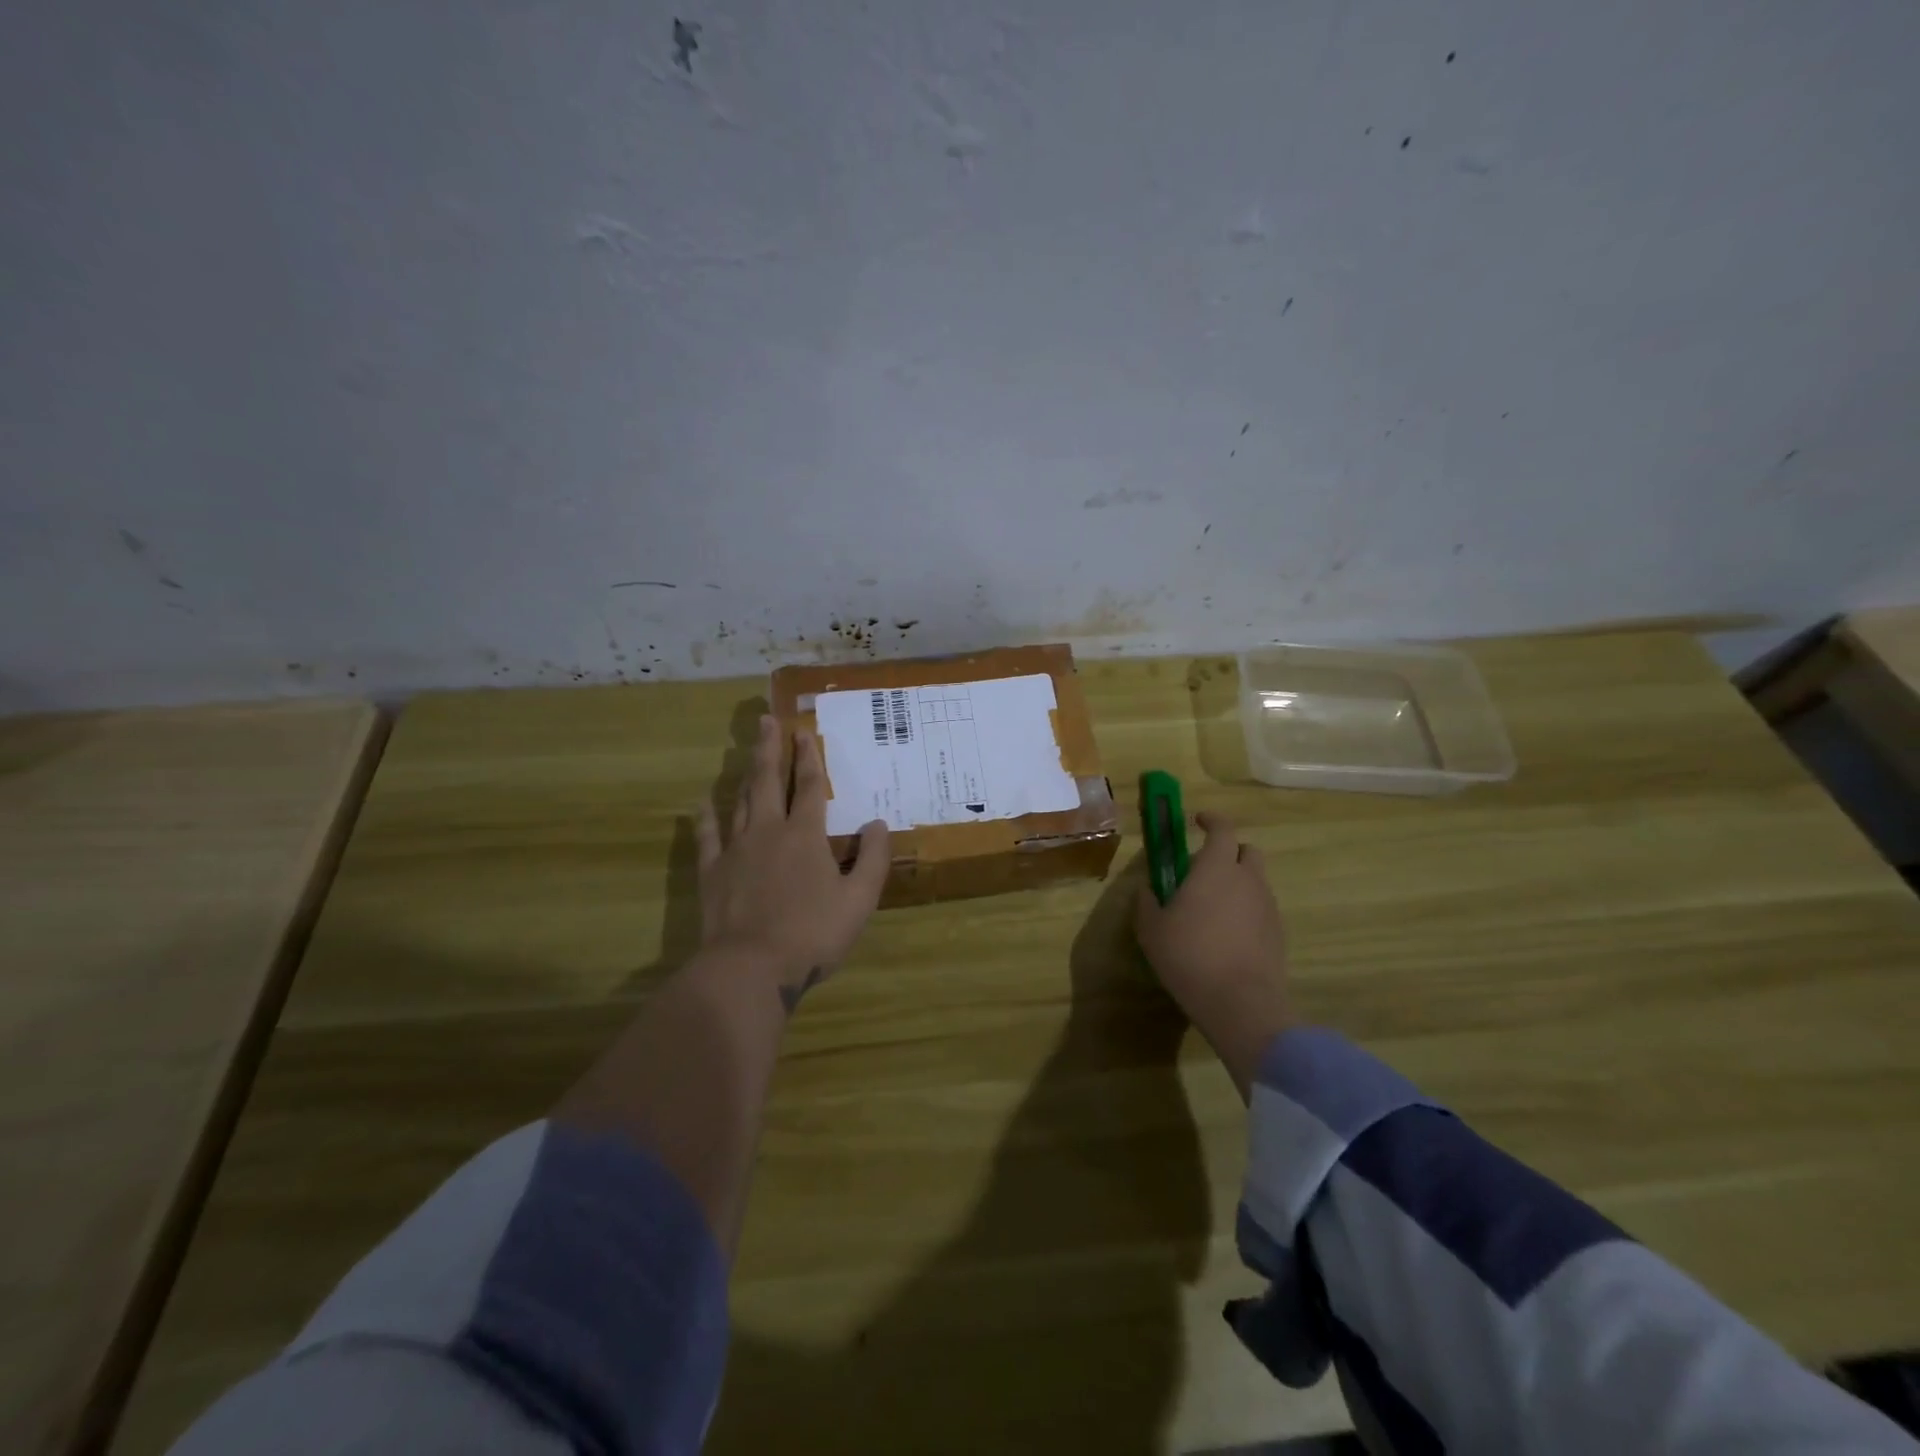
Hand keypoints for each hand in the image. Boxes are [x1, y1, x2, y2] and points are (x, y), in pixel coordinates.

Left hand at [696, 714, 889, 1009]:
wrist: (751, 967)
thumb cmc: (812, 934)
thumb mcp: (859, 900)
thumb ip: (872, 859)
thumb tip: (877, 823)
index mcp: (805, 835)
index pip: (808, 786)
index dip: (808, 757)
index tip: (803, 731)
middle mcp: (768, 831)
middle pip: (767, 781)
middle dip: (769, 749)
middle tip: (766, 721)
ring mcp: (735, 850)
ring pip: (739, 802)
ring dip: (744, 775)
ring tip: (745, 753)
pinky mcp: (712, 872)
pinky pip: (708, 836)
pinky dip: (707, 817)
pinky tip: (704, 803)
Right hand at [1134, 811, 1293, 1098]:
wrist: (1241, 1003)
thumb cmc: (1189, 956)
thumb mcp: (1151, 929)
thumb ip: (1147, 903)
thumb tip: (1147, 890)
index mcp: (1216, 868)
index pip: (1223, 828)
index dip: (1211, 820)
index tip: (1198, 820)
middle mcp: (1248, 879)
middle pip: (1247, 851)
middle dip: (1229, 852)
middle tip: (1205, 868)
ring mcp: (1268, 906)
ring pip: (1255, 881)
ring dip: (1237, 883)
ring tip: (1213, 908)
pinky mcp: (1279, 933)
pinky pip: (1261, 908)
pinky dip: (1246, 910)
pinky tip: (1228, 935)